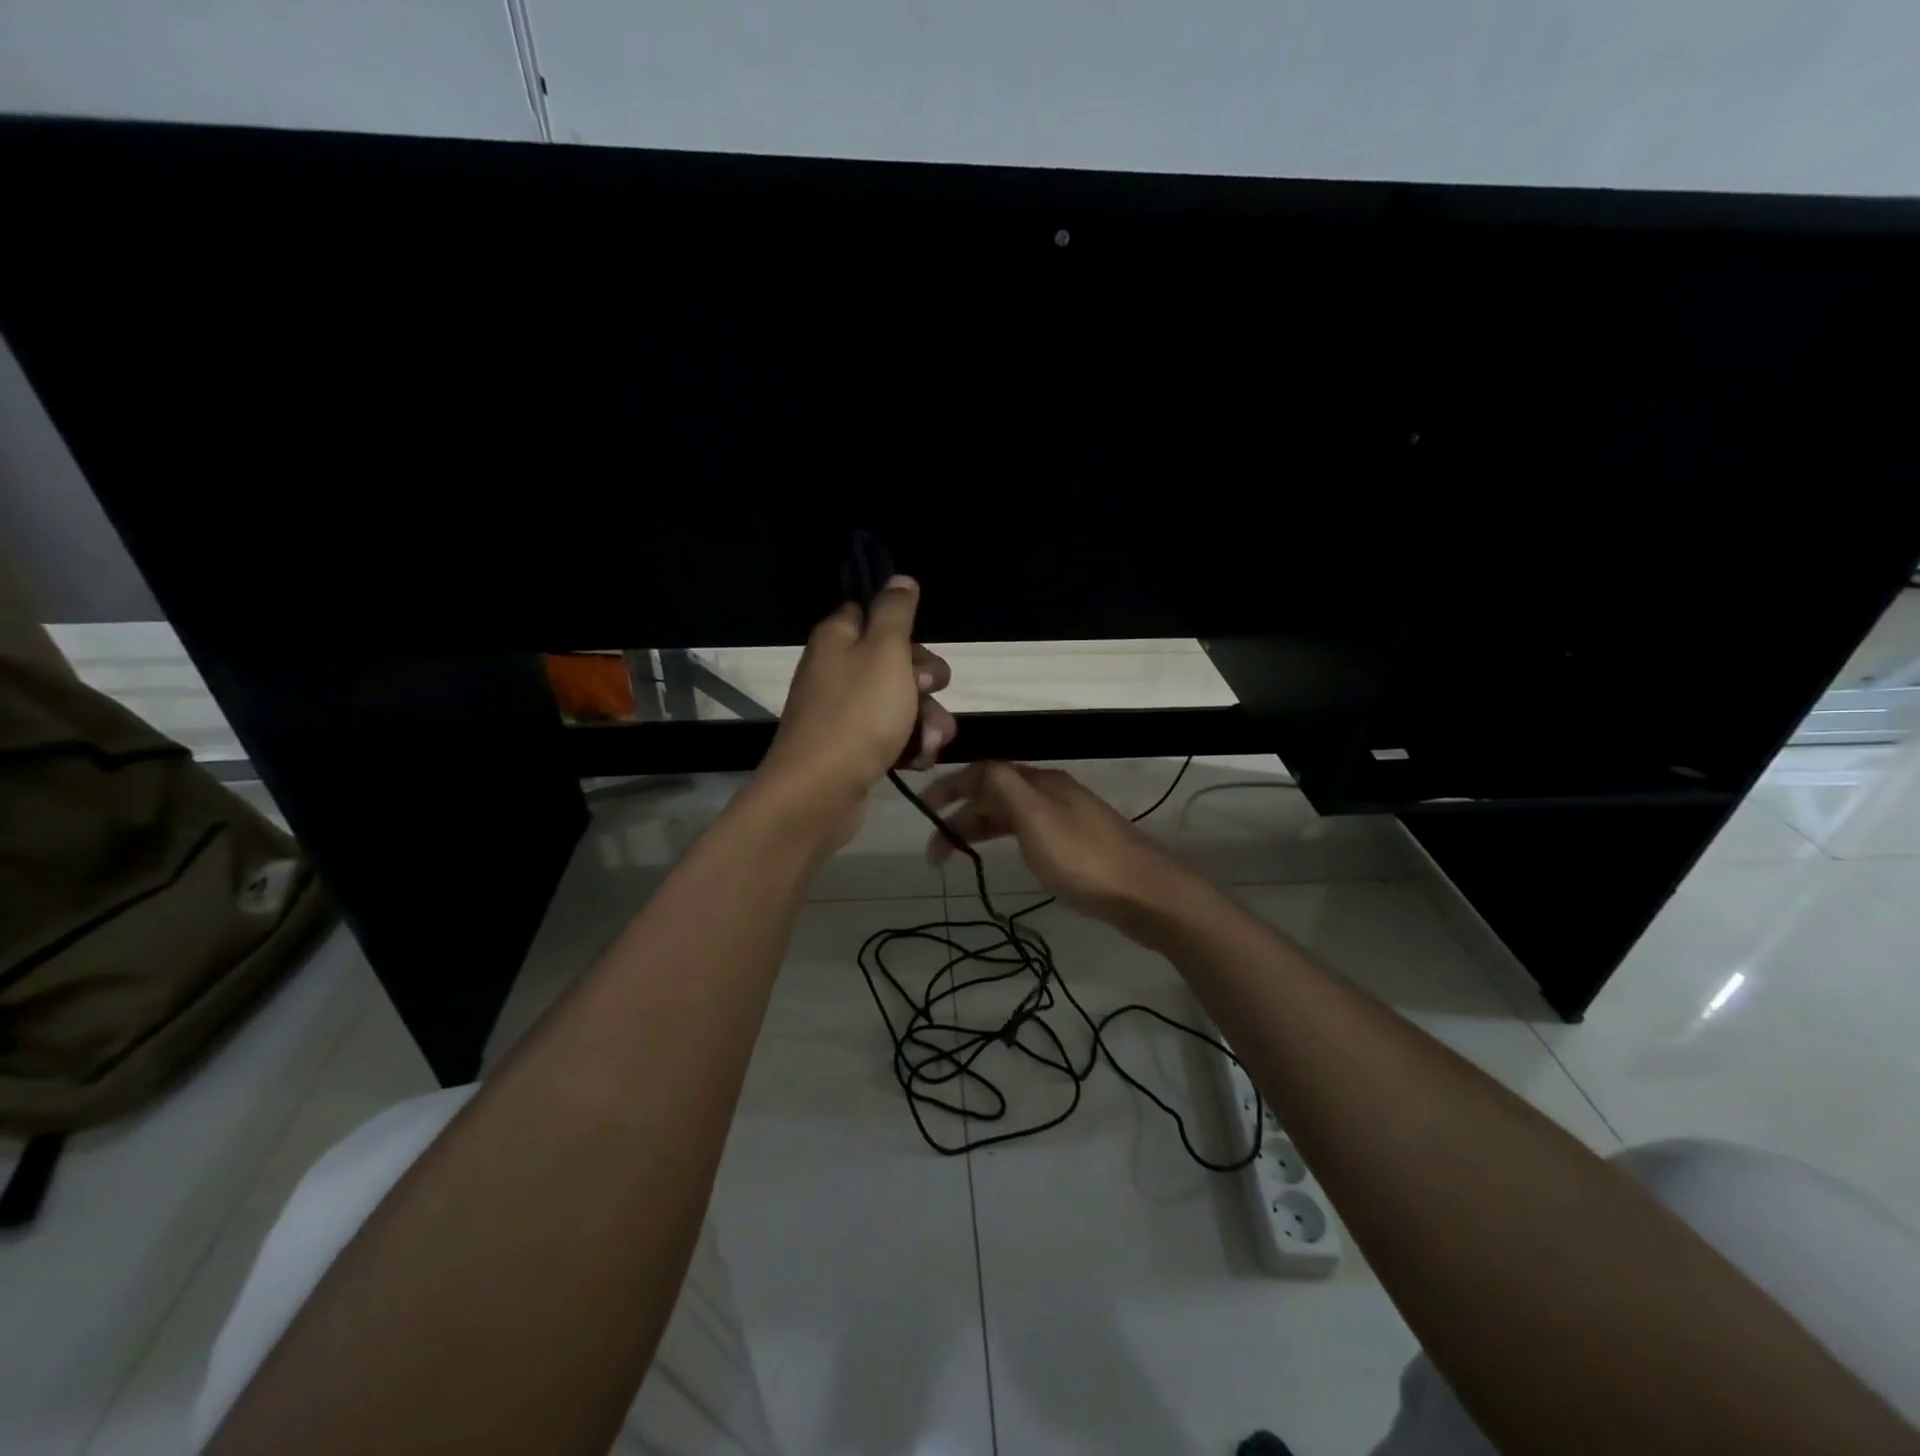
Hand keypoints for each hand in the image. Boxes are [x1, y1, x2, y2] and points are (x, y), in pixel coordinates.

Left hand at [756, 576, 955, 844]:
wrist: (820, 791)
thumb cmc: (858, 714)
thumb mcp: (885, 651)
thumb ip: (895, 612)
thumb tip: (899, 578)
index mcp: (838, 638)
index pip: (872, 614)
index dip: (904, 630)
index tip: (921, 648)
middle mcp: (836, 670)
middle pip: (895, 662)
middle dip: (925, 683)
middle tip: (929, 693)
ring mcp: (843, 712)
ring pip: (900, 703)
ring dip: (925, 720)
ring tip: (929, 742)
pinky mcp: (851, 748)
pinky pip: (890, 736)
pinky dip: (908, 746)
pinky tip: (916, 762)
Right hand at [921, 761, 1191, 924]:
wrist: (1144, 892)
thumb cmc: (1082, 858)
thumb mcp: (1035, 818)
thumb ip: (1003, 788)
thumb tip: (977, 769)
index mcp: (1040, 782)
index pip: (986, 772)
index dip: (952, 786)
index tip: (924, 809)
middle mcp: (1052, 792)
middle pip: (997, 793)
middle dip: (961, 814)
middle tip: (935, 848)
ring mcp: (1067, 817)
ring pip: (1011, 813)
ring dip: (980, 828)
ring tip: (955, 856)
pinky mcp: (1077, 843)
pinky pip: (1027, 830)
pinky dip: (1004, 837)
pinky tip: (1000, 854)